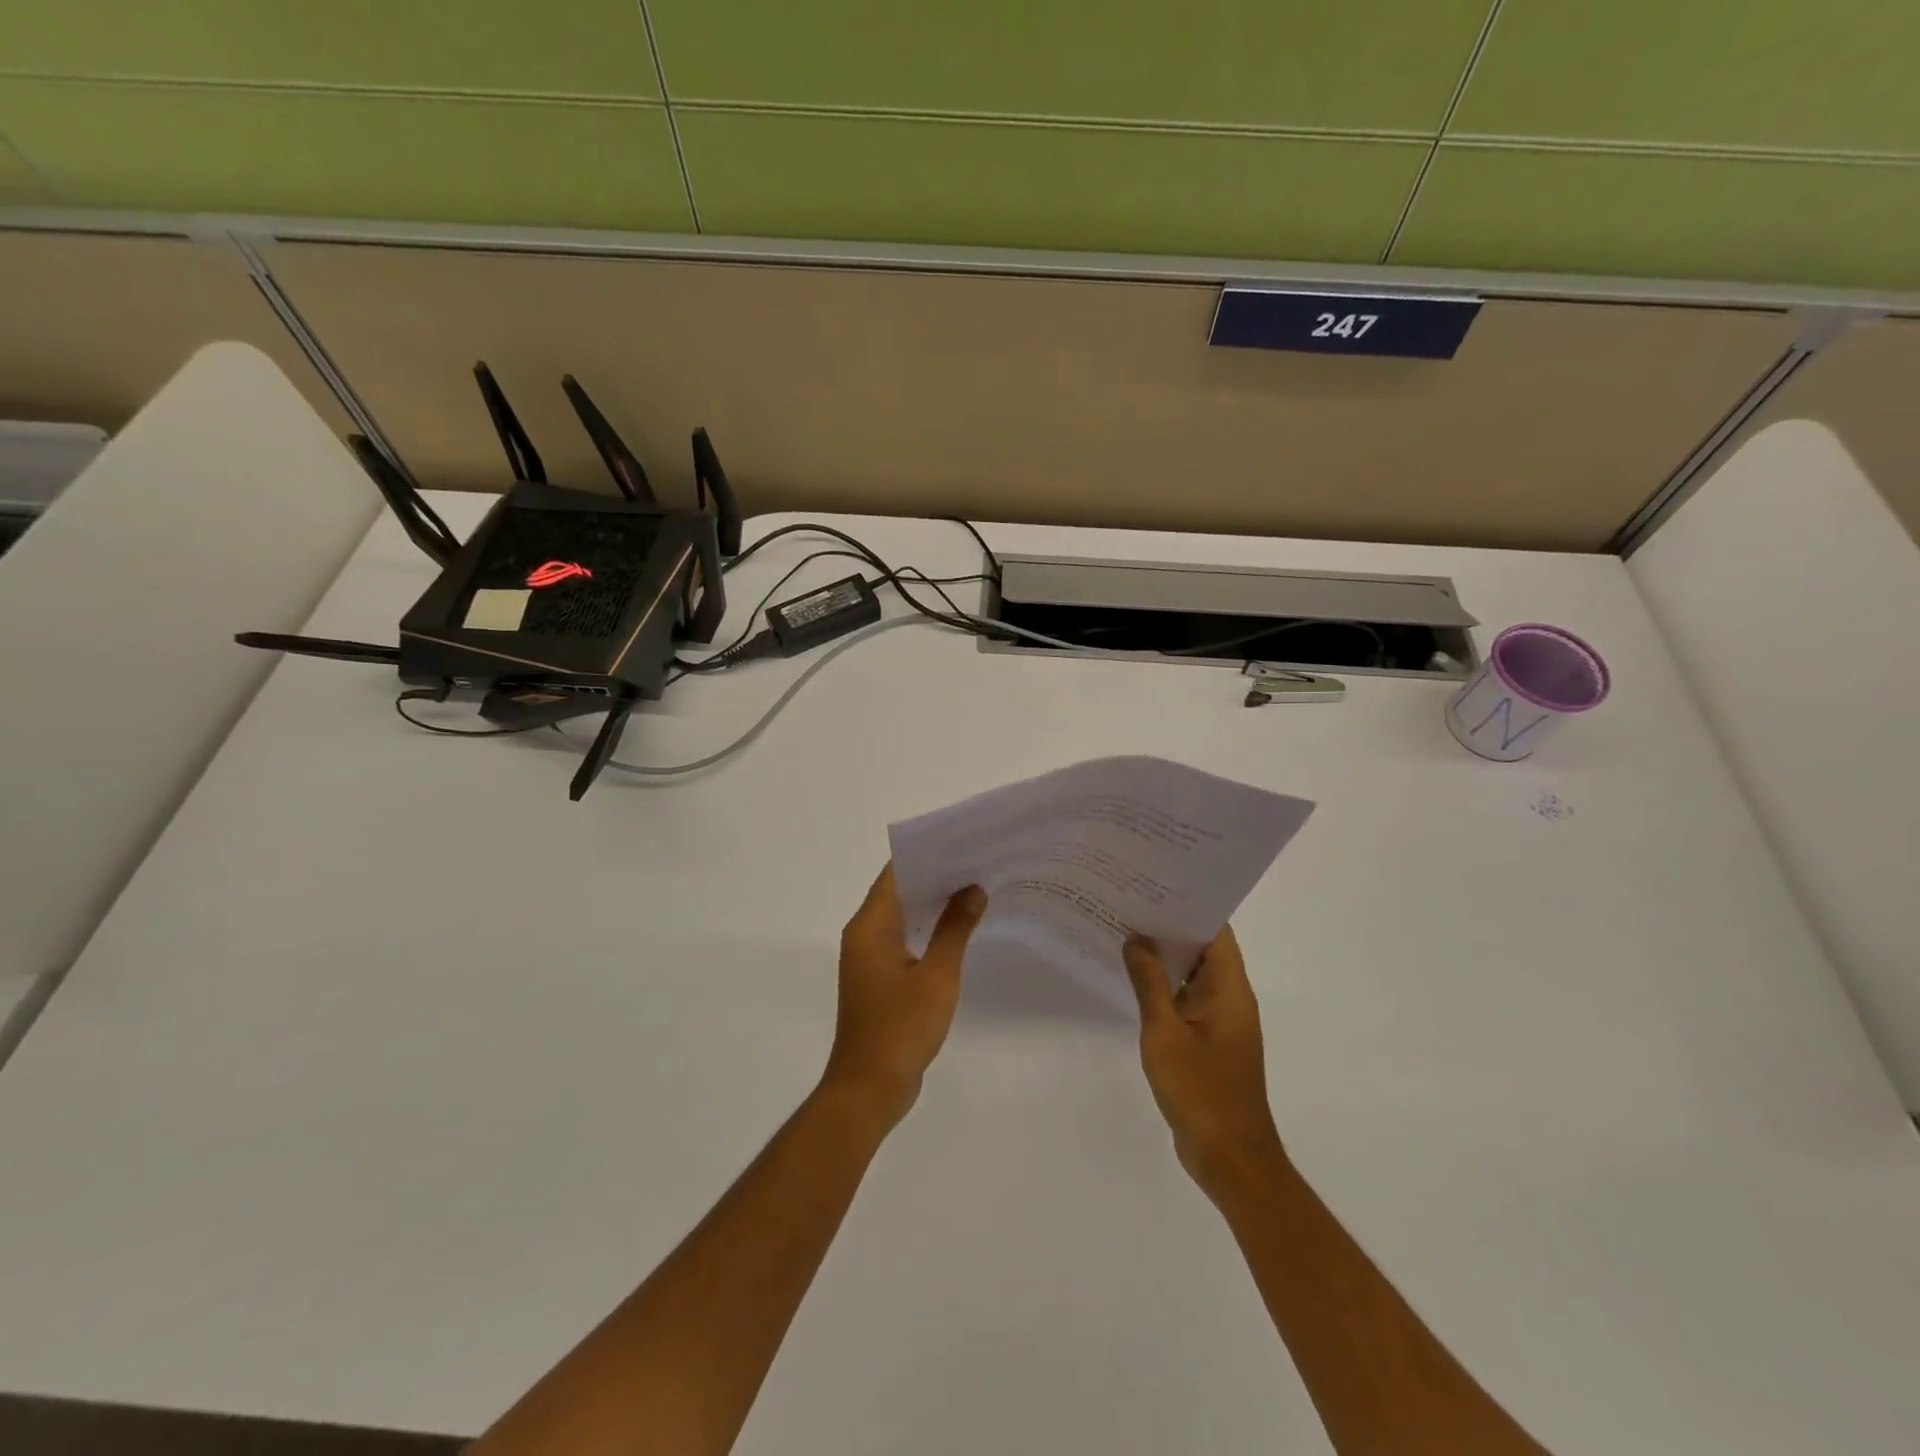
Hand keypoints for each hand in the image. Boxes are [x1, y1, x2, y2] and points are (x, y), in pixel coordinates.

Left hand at [821, 864, 986, 1131]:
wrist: (870, 1088)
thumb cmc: (901, 1028)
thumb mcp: (937, 976)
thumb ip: (955, 929)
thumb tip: (973, 889)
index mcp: (870, 926)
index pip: (896, 873)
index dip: (928, 854)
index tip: (962, 842)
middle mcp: (864, 934)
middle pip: (899, 890)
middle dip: (935, 875)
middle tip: (978, 861)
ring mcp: (870, 957)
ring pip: (902, 915)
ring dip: (932, 902)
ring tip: (976, 886)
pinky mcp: (879, 977)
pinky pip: (903, 938)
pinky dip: (927, 927)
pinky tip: (958, 927)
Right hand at [1123, 927, 1285, 1196]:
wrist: (1229, 1157)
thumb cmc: (1201, 1091)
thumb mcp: (1165, 1033)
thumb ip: (1150, 983)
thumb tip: (1136, 939)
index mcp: (1230, 988)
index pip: (1215, 930)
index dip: (1188, 905)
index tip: (1154, 886)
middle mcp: (1230, 997)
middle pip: (1202, 948)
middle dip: (1168, 926)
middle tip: (1128, 903)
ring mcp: (1220, 1021)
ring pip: (1192, 975)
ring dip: (1164, 957)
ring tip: (1124, 931)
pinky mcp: (1208, 1041)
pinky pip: (1186, 1000)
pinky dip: (1163, 986)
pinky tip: (1132, 980)